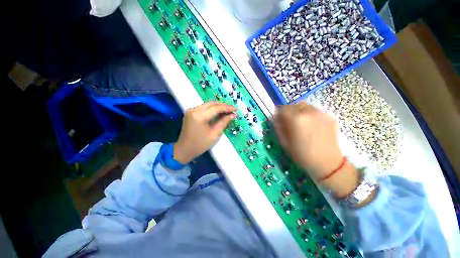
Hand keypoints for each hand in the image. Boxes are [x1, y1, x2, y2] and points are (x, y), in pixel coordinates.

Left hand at [173, 102, 236, 163]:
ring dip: (218, 106)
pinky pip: (203, 107)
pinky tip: (218, 112)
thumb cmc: (200, 144)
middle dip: (223, 105)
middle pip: (211, 103)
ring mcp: (191, 110)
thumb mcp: (214, 134)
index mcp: (199, 116)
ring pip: (207, 104)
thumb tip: (232, 115)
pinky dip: (212, 109)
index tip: (236, 109)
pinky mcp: (190, 112)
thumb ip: (223, 122)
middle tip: (232, 109)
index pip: (216, 108)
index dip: (227, 108)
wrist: (184, 149)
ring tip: (227, 110)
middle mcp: (194, 110)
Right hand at [274, 102, 374, 201]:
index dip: (278, 113)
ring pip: (305, 106)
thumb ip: (278, 127)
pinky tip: (311, 126)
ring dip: (299, 111)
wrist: (328, 164)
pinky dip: (309, 115)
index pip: (282, 108)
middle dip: (288, 111)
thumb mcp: (284, 143)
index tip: (277, 118)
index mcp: (296, 119)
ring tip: (299, 122)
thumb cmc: (302, 155)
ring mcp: (320, 114)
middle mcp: (308, 112)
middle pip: (293, 105)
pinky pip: (315, 111)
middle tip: (288, 121)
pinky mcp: (329, 117)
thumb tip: (274, 118)